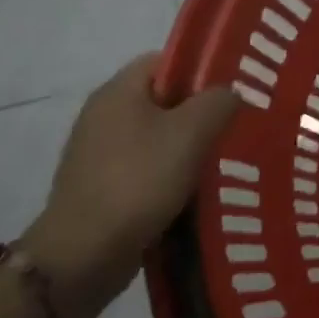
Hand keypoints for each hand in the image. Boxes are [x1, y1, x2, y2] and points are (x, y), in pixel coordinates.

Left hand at [20, 54, 239, 317]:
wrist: (82, 257)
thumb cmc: (139, 181)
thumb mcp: (192, 132)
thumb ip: (219, 101)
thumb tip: (228, 95)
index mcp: (118, 92)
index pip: (167, 60)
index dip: (203, 69)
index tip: (234, 90)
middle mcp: (103, 116)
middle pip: (165, 100)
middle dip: (201, 112)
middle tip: (236, 126)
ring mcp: (98, 154)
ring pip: (158, 137)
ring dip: (189, 147)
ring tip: (224, 160)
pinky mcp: (101, 188)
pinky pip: (146, 168)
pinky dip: (171, 175)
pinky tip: (196, 190)